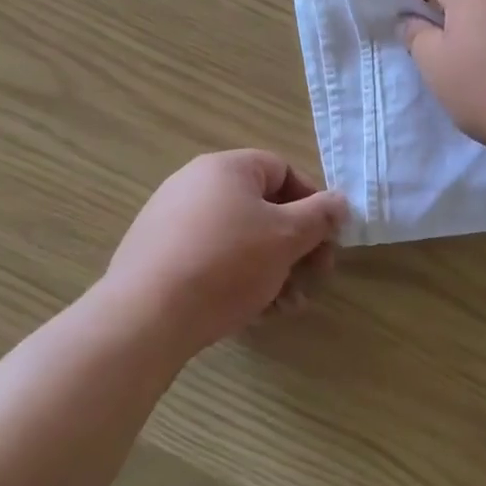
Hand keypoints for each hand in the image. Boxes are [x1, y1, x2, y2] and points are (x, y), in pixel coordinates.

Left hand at [102, 150, 346, 352]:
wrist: (145, 317)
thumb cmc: (226, 264)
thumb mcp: (286, 237)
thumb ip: (319, 215)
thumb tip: (340, 201)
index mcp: (225, 168)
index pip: (282, 170)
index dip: (312, 202)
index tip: (327, 239)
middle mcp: (195, 185)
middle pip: (262, 209)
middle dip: (295, 246)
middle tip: (314, 278)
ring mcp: (172, 221)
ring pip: (239, 240)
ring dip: (273, 270)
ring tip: (287, 306)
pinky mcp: (158, 257)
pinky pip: (211, 260)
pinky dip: (239, 280)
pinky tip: (255, 313)